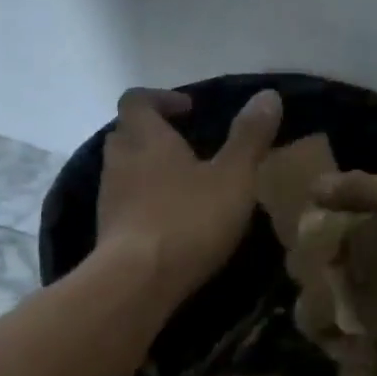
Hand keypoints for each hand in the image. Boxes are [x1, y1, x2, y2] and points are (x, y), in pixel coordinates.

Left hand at [96, 86, 282, 298]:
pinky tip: (171, 221)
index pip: (137, 100)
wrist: (137, 281)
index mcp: (147, 138)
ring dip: (148, 170)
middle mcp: (120, 160)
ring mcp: (108, 197)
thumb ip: (249, 137)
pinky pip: (124, 204)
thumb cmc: (188, 219)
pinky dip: (143, 203)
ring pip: (124, 170)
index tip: (190, 110)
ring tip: (183, 186)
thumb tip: (268, 94)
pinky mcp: (108, 231)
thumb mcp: (233, 177)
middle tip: (187, 147)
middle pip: (127, 133)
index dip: (161, 99)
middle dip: (154, 135)